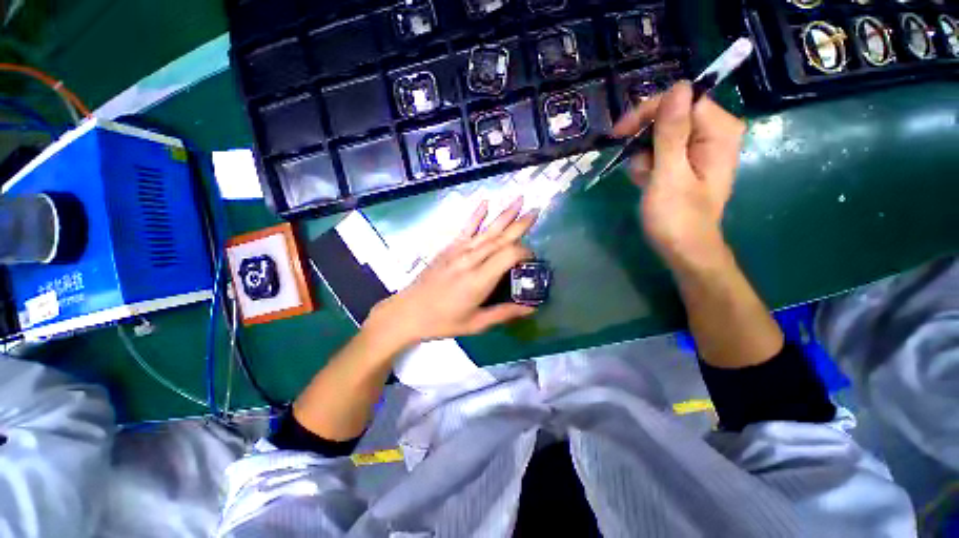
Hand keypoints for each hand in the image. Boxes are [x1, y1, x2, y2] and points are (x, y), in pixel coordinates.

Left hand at [364, 197, 537, 348]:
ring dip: (504, 215)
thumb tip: (530, 309)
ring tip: (519, 200)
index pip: (508, 255)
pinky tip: (485, 203)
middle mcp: (470, 260)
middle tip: (536, 211)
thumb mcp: (475, 324)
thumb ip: (504, 313)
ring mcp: (458, 251)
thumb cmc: (442, 321)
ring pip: (486, 230)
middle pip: (500, 238)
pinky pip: (466, 228)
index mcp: (479, 279)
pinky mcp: (448, 248)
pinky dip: (476, 215)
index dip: (524, 253)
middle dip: (519, 225)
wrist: (408, 312)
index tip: (532, 259)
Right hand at [612, 81, 745, 270]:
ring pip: (661, 135)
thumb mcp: (670, 175)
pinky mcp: (687, 161)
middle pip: (671, 115)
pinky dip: (648, 165)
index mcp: (719, 131)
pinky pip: (661, 150)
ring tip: (645, 180)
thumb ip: (672, 133)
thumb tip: (676, 87)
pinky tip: (646, 182)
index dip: (650, 112)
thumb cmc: (677, 217)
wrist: (683, 249)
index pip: (682, 99)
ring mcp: (699, 148)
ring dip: (644, 156)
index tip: (621, 132)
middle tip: (637, 165)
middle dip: (646, 140)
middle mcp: (713, 133)